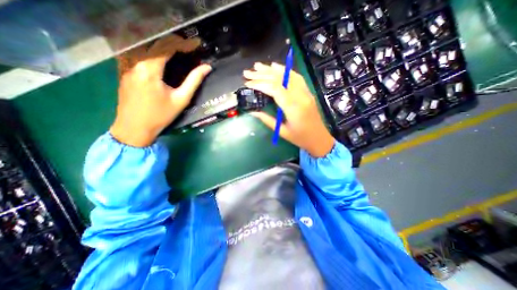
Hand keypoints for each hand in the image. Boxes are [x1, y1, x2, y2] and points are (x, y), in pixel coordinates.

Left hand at [111, 34, 211, 146]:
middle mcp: (135, 62)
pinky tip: (161, 60)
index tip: (194, 46)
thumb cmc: (161, 115)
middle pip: (154, 44)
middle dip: (172, 42)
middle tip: (187, 48)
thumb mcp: (181, 99)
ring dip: (162, 47)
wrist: (135, 127)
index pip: (166, 46)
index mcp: (150, 69)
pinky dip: (152, 53)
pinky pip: (138, 55)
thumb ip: (194, 81)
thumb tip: (207, 68)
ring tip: (176, 52)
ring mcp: (126, 66)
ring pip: (145, 48)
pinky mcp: (124, 71)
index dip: (182, 44)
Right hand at [245, 62, 337, 157]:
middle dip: (262, 74)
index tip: (247, 83)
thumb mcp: (282, 132)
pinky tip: (276, 67)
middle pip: (279, 79)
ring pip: (287, 75)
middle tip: (248, 72)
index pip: (274, 89)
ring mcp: (305, 92)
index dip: (259, 83)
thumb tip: (252, 111)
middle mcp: (300, 96)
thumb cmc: (300, 138)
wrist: (320, 139)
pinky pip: (296, 77)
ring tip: (258, 66)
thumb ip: (267, 120)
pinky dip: (285, 70)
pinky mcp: (307, 92)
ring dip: (271, 69)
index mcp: (293, 107)